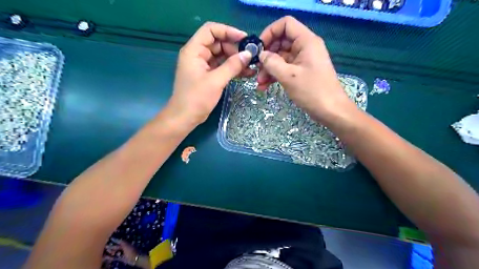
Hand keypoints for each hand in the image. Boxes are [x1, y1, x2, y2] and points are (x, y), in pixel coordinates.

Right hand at [104, 240, 140, 266]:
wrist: (136, 259)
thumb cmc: (131, 251)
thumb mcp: (126, 246)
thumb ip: (122, 242)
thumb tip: (118, 239)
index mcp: (127, 244)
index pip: (120, 241)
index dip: (116, 240)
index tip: (111, 239)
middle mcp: (125, 248)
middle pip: (118, 247)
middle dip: (112, 246)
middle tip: (106, 246)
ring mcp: (124, 253)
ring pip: (116, 252)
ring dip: (111, 252)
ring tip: (105, 251)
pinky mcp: (122, 259)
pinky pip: (116, 257)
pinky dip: (111, 257)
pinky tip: (106, 257)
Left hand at [167, 21, 252, 126]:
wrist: (185, 117)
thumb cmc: (196, 98)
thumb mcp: (216, 81)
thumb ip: (232, 66)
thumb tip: (248, 54)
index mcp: (194, 50)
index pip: (211, 30)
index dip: (228, 31)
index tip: (244, 39)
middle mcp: (197, 54)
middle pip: (218, 42)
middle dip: (234, 48)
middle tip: (250, 57)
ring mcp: (203, 65)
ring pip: (221, 55)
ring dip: (236, 60)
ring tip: (251, 66)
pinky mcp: (207, 75)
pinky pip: (222, 67)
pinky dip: (232, 69)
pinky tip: (246, 73)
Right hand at [259, 16, 354, 121]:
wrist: (331, 111)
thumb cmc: (312, 91)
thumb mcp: (288, 76)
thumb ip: (272, 63)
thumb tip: (261, 55)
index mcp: (306, 41)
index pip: (285, 24)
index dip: (270, 32)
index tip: (259, 48)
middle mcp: (305, 47)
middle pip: (281, 42)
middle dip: (267, 56)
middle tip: (256, 70)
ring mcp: (303, 61)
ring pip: (281, 58)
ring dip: (268, 69)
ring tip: (259, 83)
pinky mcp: (301, 72)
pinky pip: (285, 69)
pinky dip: (275, 76)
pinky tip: (264, 87)